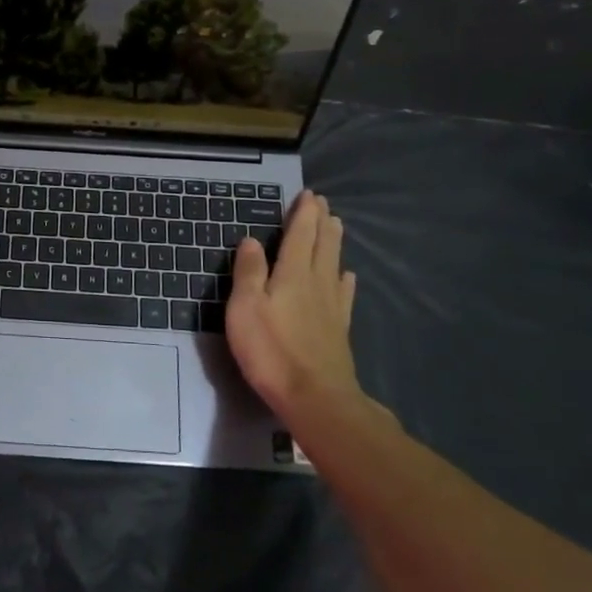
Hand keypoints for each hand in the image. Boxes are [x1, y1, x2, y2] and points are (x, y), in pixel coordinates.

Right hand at [225, 191, 364, 423]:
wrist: (314, 397)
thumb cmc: (271, 349)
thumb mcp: (245, 307)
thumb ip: (249, 271)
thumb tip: (251, 240)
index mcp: (292, 274)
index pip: (299, 235)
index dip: (303, 214)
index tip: (309, 195)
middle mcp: (316, 283)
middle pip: (321, 245)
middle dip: (322, 222)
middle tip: (324, 203)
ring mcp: (331, 307)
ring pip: (334, 265)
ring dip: (334, 243)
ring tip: (337, 226)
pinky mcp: (338, 329)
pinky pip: (343, 294)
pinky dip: (344, 279)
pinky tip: (346, 277)